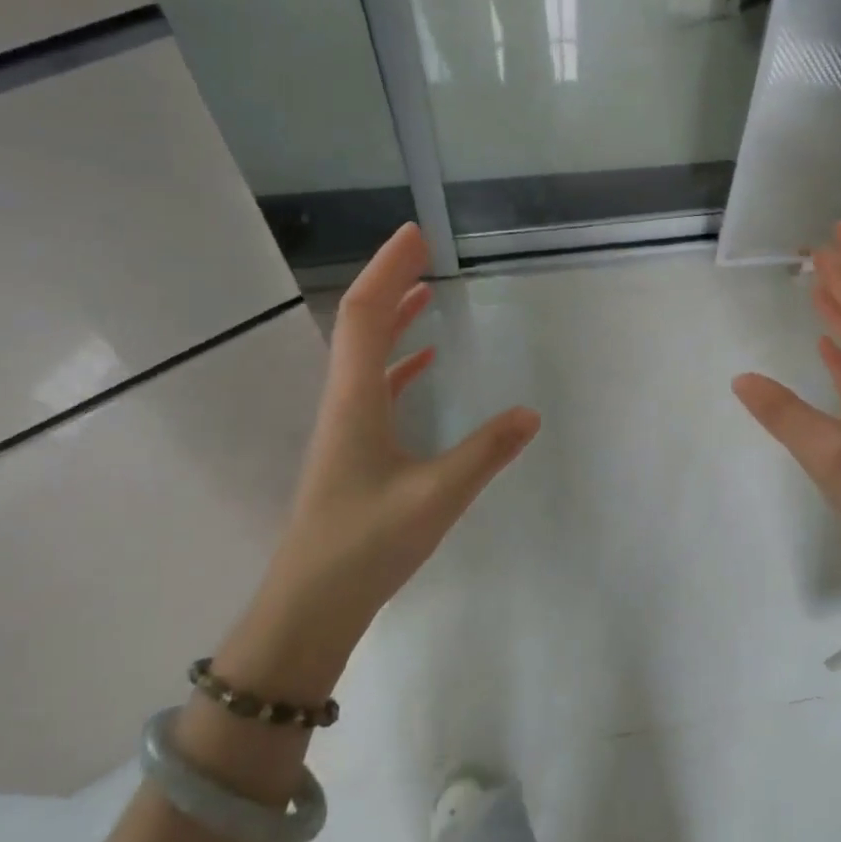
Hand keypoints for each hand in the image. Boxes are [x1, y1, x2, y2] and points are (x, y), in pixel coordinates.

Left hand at [223, 224, 540, 699]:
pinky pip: (375, 385)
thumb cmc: (364, 546)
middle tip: (425, 248)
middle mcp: (344, 401)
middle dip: (390, 279)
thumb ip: (485, 453)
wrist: (309, 607)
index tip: (417, 234)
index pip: (365, 314)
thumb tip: (530, 414)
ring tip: (426, 289)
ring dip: (392, 315)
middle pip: (361, 322)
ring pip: (366, 352)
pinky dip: (398, 360)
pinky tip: (424, 361)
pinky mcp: (353, 448)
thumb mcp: (436, 497)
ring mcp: (346, 425)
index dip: (388, 268)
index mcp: (355, 399)